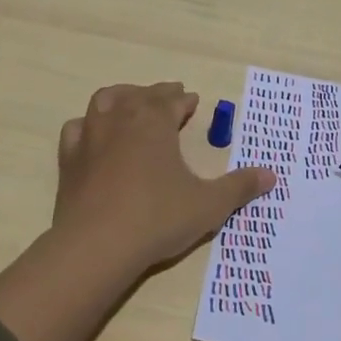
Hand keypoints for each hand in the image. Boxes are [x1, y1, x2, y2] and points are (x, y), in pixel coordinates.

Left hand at [51, 82, 276, 270]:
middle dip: (157, 94)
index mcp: (154, 121)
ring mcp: (90, 137)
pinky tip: (93, 134)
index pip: (172, 100)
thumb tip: (271, 175)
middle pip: (140, 95)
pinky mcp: (69, 160)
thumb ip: (239, 187)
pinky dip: (88, 125)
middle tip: (170, 97)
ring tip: (131, 103)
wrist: (97, 246)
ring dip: (121, 97)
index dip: (184, 100)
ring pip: (104, 101)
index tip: (193, 101)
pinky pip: (77, 128)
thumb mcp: (208, 205)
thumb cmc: (157, 218)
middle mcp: (120, 119)